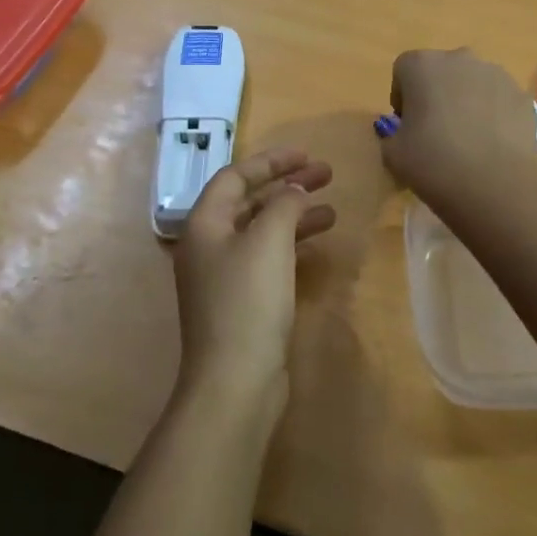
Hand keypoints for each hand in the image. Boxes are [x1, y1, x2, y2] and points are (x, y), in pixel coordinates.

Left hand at [172, 147, 335, 406]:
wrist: (235, 380)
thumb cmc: (248, 301)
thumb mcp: (269, 241)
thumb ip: (284, 204)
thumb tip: (293, 191)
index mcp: (204, 224)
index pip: (235, 176)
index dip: (271, 161)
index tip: (306, 155)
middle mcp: (208, 245)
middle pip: (249, 202)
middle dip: (287, 186)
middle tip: (326, 175)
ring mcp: (223, 276)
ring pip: (261, 231)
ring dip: (294, 216)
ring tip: (332, 212)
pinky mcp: (241, 302)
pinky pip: (267, 259)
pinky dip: (291, 246)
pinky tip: (317, 247)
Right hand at [378, 49, 536, 209]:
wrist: (494, 184)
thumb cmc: (433, 162)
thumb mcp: (393, 153)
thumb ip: (392, 135)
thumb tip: (404, 134)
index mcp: (422, 65)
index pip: (403, 70)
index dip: (402, 96)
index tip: (406, 124)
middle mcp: (460, 58)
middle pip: (441, 71)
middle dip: (436, 93)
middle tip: (435, 130)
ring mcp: (496, 74)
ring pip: (473, 83)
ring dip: (466, 101)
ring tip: (468, 139)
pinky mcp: (522, 95)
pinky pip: (499, 100)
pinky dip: (493, 114)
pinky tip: (491, 144)